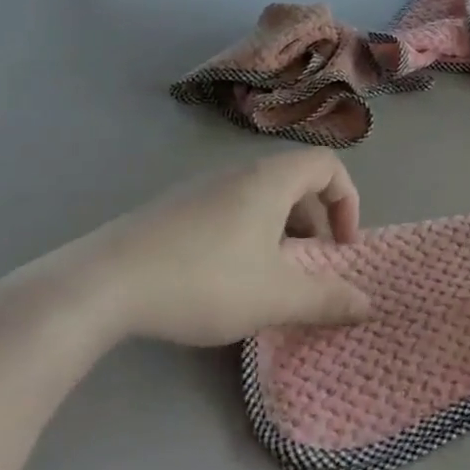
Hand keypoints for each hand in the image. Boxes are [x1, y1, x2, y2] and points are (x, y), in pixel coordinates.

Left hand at [62, 150, 371, 347]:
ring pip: (260, 198)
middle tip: (309, 265)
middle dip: (314, 222)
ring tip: (269, 278)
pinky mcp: (172, 210)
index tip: (341, 245)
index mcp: (270, 180)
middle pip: (295, 181)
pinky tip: (224, 280)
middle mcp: (237, 173)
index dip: (347, 201)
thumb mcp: (274, 297)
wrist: (101, 284)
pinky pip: (229, 210)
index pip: (327, 165)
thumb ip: (326, 299)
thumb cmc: (203, 280)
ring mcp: (200, 189)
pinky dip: (247, 235)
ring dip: (280, 232)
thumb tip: (368, 303)